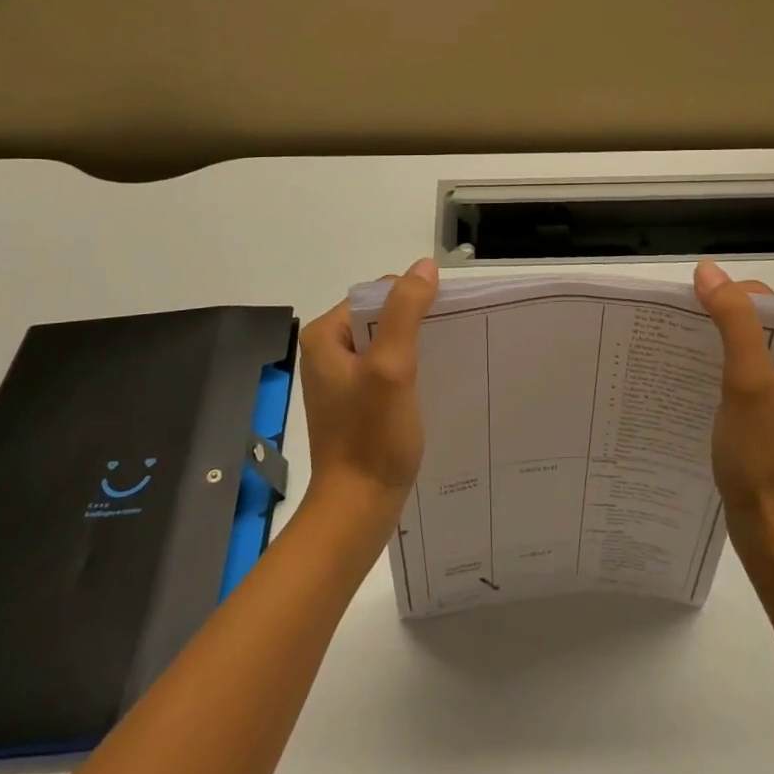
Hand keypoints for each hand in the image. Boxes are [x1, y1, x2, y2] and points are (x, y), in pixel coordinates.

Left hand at [296, 258, 438, 520]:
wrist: (357, 507)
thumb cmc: (372, 436)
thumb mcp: (392, 367)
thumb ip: (406, 312)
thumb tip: (425, 266)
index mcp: (326, 336)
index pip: (375, 293)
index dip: (411, 299)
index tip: (441, 320)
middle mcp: (328, 351)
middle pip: (381, 317)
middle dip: (416, 324)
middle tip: (448, 341)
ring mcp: (341, 379)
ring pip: (386, 345)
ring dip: (415, 348)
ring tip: (445, 360)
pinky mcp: (356, 402)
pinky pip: (386, 371)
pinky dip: (409, 372)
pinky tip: (431, 385)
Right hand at [694, 260, 773, 537]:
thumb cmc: (765, 454)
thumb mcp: (748, 380)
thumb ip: (733, 322)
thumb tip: (708, 270)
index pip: (767, 302)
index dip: (728, 296)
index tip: (687, 309)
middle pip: (755, 325)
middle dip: (715, 321)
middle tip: (674, 330)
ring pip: (744, 354)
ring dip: (711, 348)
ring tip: (674, 354)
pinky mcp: (767, 421)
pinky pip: (739, 381)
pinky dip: (714, 375)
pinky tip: (687, 384)